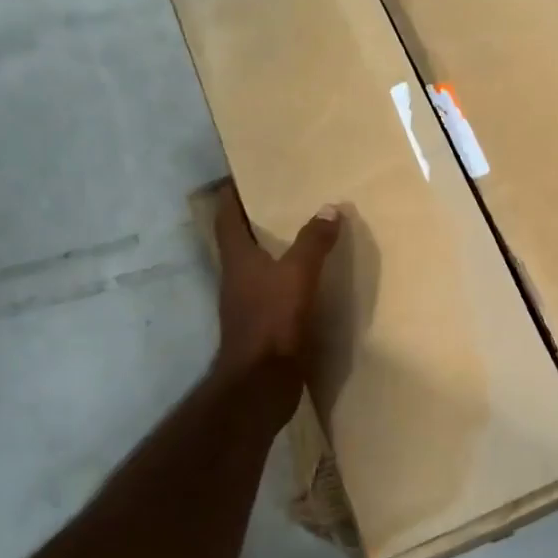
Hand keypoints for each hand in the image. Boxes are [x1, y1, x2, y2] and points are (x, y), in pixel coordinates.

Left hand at [210, 180, 341, 418]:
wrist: (261, 383)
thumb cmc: (272, 321)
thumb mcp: (297, 274)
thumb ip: (313, 241)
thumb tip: (330, 207)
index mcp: (237, 259)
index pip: (227, 216)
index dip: (233, 194)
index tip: (246, 175)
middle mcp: (237, 278)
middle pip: (242, 240)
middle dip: (260, 220)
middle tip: (288, 200)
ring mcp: (248, 304)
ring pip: (260, 267)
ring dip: (277, 251)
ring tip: (306, 234)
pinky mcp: (264, 325)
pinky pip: (276, 292)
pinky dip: (291, 280)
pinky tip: (314, 279)